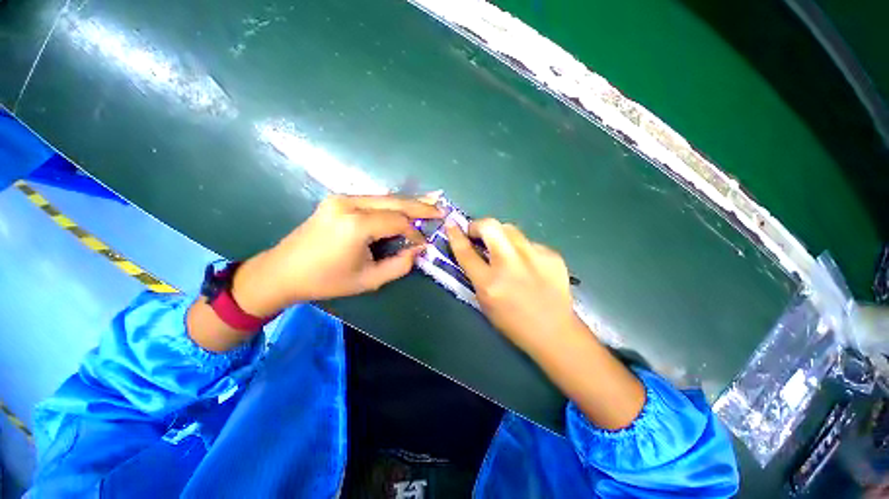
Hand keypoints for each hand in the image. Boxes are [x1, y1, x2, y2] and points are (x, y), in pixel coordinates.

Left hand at [233, 194, 441, 315]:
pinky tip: (405, 205)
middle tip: (441, 209)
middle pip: (395, 201)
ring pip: (385, 197)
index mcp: (356, 225)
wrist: (283, 271)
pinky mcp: (338, 199)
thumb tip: (419, 250)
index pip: (398, 222)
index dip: (415, 232)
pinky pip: (373, 200)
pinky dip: (392, 204)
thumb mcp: (369, 280)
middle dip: (420, 205)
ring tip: (430, 203)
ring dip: (408, 202)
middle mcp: (349, 204)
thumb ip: (399, 265)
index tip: (424, 243)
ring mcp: (341, 198)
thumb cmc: (326, 280)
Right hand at [445, 219, 579, 355]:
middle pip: (489, 226)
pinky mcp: (551, 255)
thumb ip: (476, 274)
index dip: (455, 235)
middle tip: (477, 234)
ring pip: (510, 229)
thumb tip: (472, 249)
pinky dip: (521, 249)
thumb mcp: (484, 301)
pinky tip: (527, 264)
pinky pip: (528, 242)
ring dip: (499, 235)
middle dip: (478, 225)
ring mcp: (534, 257)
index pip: (466, 251)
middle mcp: (510, 265)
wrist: (554, 332)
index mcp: (489, 283)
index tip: (451, 224)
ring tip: (503, 249)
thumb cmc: (513, 322)